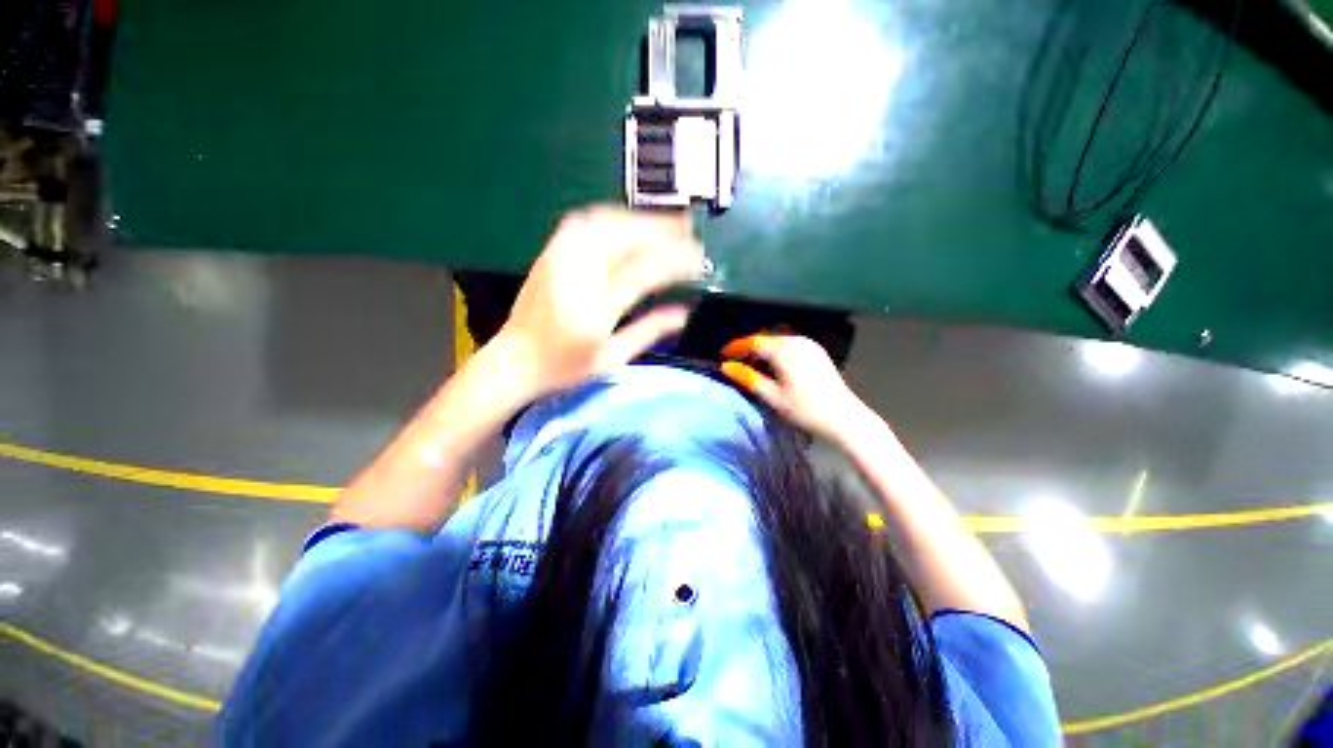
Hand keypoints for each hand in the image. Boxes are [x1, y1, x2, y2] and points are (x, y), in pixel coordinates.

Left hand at [494, 206, 703, 397]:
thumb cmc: (564, 369)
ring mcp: (559, 259)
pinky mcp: (549, 253)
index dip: (675, 260)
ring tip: (665, 225)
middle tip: (689, 231)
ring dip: (640, 220)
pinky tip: (627, 224)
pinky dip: (612, 218)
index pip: (643, 271)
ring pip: (605, 222)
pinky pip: (584, 222)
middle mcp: (576, 276)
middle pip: (625, 237)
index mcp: (595, 309)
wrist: (513, 361)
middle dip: (662, 230)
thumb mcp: (611, 359)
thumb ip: (648, 332)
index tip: (699, 259)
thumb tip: (684, 313)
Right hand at [720, 334, 868, 440]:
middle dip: (749, 348)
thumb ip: (748, 378)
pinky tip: (774, 366)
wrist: (845, 417)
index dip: (736, 347)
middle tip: (736, 362)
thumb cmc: (805, 409)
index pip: (753, 342)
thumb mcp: (772, 396)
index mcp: (784, 350)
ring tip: (753, 365)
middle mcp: (797, 341)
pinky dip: (777, 351)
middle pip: (766, 338)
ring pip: (778, 340)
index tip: (723, 355)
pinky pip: (791, 344)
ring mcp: (810, 345)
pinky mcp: (817, 352)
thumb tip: (726, 367)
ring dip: (763, 350)